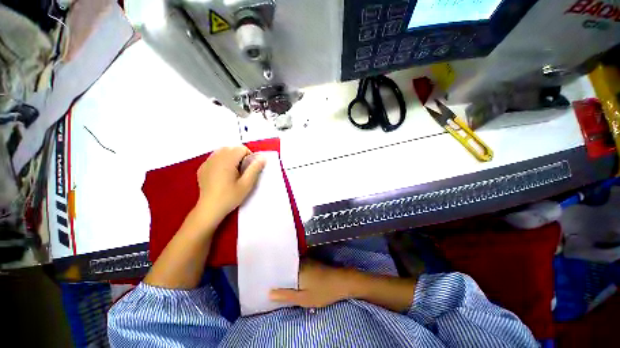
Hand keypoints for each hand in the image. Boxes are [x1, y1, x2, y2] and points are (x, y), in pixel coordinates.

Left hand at [195, 146, 265, 223]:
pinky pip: (214, 158)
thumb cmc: (230, 196)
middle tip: (243, 170)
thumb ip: (255, 169)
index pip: (241, 148)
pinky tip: (222, 174)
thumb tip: (262, 157)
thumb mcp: (247, 184)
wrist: (210, 208)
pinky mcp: (202, 168)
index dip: (249, 156)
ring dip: (231, 157)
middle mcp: (216, 158)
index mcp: (227, 161)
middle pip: (231, 148)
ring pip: (222, 151)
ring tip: (233, 171)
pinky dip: (221, 161)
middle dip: (240, 155)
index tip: (250, 168)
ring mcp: (207, 162)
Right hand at [269, 260, 355, 307]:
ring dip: (287, 272)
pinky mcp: (313, 262)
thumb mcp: (304, 298)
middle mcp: (301, 261)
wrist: (342, 282)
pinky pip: (299, 266)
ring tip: (280, 280)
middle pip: (286, 266)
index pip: (280, 268)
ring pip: (293, 266)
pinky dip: (295, 272)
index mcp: (296, 268)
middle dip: (279, 273)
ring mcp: (308, 260)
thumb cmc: (323, 291)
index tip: (265, 278)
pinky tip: (294, 278)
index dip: (272, 273)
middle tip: (270, 281)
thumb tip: (269, 292)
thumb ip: (286, 295)